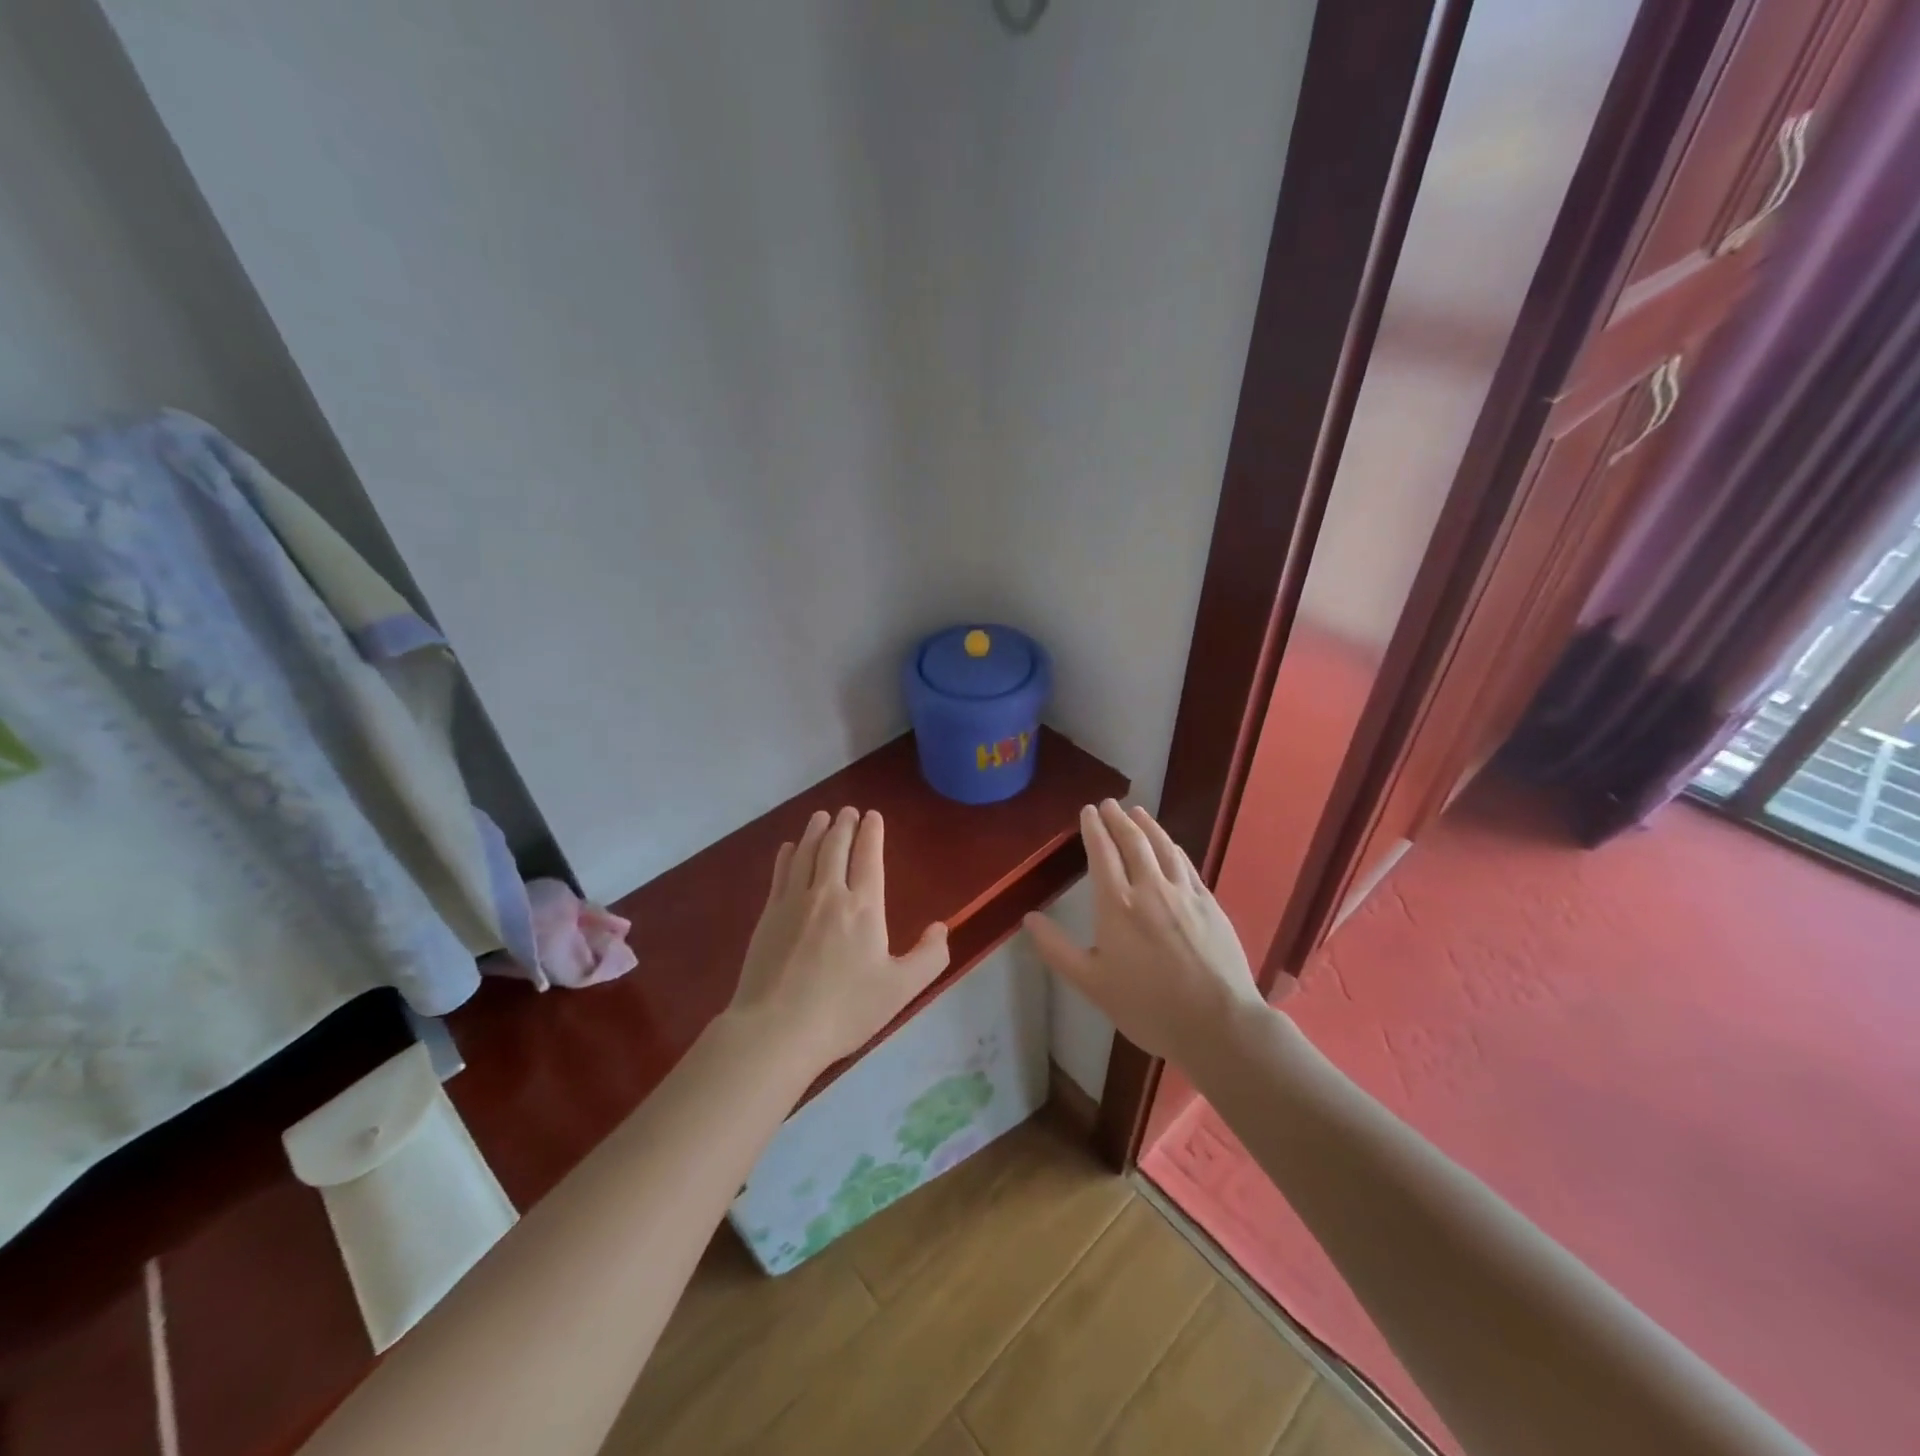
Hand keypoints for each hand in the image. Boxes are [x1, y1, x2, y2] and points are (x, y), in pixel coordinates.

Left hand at [732, 806, 950, 1067]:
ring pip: (806, 853)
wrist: (777, 1029)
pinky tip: (789, 849)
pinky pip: (781, 873)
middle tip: (848, 811)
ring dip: (816, 831)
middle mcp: (828, 893)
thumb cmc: (845, 1010)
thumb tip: (941, 927)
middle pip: (835, 847)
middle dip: (844, 825)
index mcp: (863, 907)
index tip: (873, 815)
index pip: (869, 857)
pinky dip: (788, 855)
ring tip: (821, 817)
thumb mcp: (900, 990)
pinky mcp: (768, 916)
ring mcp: (793, 902)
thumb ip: (928, 957)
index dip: (872, 833)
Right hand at [1024, 800, 1264, 1069]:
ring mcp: (1184, 893)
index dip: (1093, 829)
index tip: (1088, 811)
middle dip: (1118, 819)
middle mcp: (1150, 888)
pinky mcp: (1209, 904)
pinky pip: (1186, 864)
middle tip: (1109, 803)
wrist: (1217, 1023)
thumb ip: (1057, 949)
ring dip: (1148, 826)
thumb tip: (1029, 918)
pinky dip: (1173, 848)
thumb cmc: (1148, 1006)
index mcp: (1117, 905)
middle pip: (1133, 842)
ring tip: (1138, 812)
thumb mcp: (1092, 984)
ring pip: (1163, 847)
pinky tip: (1171, 846)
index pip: (1102, 853)